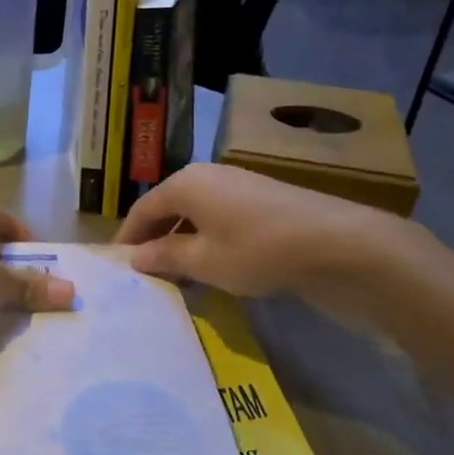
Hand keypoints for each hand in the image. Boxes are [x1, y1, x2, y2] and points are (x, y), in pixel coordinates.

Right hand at [114, 164, 425, 310]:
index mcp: (186, 184)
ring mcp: (238, 186)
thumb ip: (166, 256)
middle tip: (146, 274)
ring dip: (181, 244)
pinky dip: (207, 241)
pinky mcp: (262, 201)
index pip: (142, 209)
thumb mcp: (204, 261)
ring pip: (195, 215)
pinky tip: (212, 269)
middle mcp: (208, 176)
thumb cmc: (256, 250)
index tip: (117, 264)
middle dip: (155, 241)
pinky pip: (219, 219)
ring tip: (177, 278)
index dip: (127, 237)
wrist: (336, 243)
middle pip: (169, 208)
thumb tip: (136, 256)